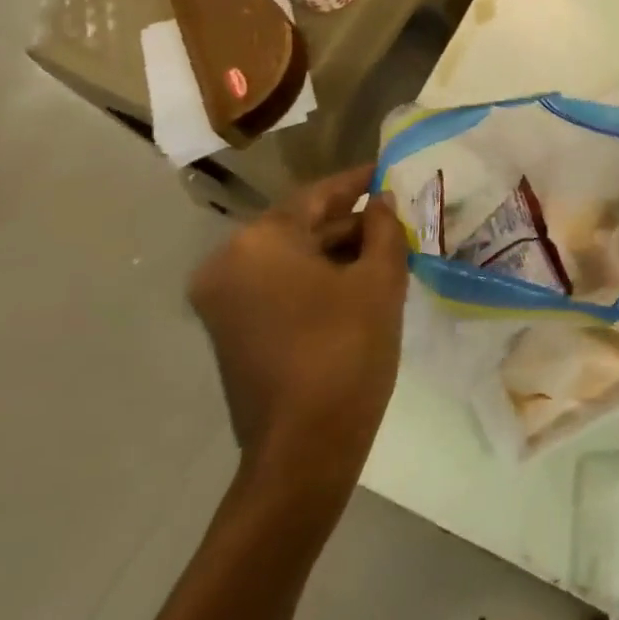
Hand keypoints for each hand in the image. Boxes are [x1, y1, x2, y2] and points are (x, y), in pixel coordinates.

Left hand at [187, 165, 408, 501]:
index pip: (317, 195)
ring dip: (333, 252)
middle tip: (396, 218)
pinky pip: (276, 285)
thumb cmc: (347, 351)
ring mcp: (222, 300)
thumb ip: (384, 229)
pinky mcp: (229, 330)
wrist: (304, 449)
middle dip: (348, 222)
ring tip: (384, 251)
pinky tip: (355, 283)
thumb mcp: (379, 281)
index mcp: (259, 242)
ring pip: (288, 258)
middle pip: (298, 226)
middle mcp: (228, 263)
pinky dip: (313, 279)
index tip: (387, 170)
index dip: (357, 182)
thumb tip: (382, 201)